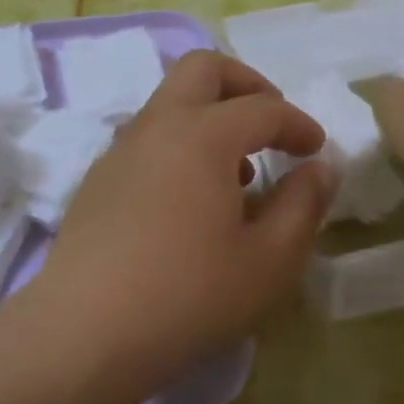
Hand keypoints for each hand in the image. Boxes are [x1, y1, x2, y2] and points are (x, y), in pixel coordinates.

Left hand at [27, 51, 335, 397]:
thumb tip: (320, 168)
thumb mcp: (269, 260)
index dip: (297, 123)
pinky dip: (180, 145)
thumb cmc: (189, 297)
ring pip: (170, 102)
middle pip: (202, 69)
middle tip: (270, 124)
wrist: (84, 334)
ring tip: (236, 173)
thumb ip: (302, 205)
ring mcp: (120, 150)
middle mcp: (157, 126)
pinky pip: (148, 138)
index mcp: (203, 135)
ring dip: (210, 116)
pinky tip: (191, 201)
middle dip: (246, 84)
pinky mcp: (98, 179)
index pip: (263, 107)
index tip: (316, 150)